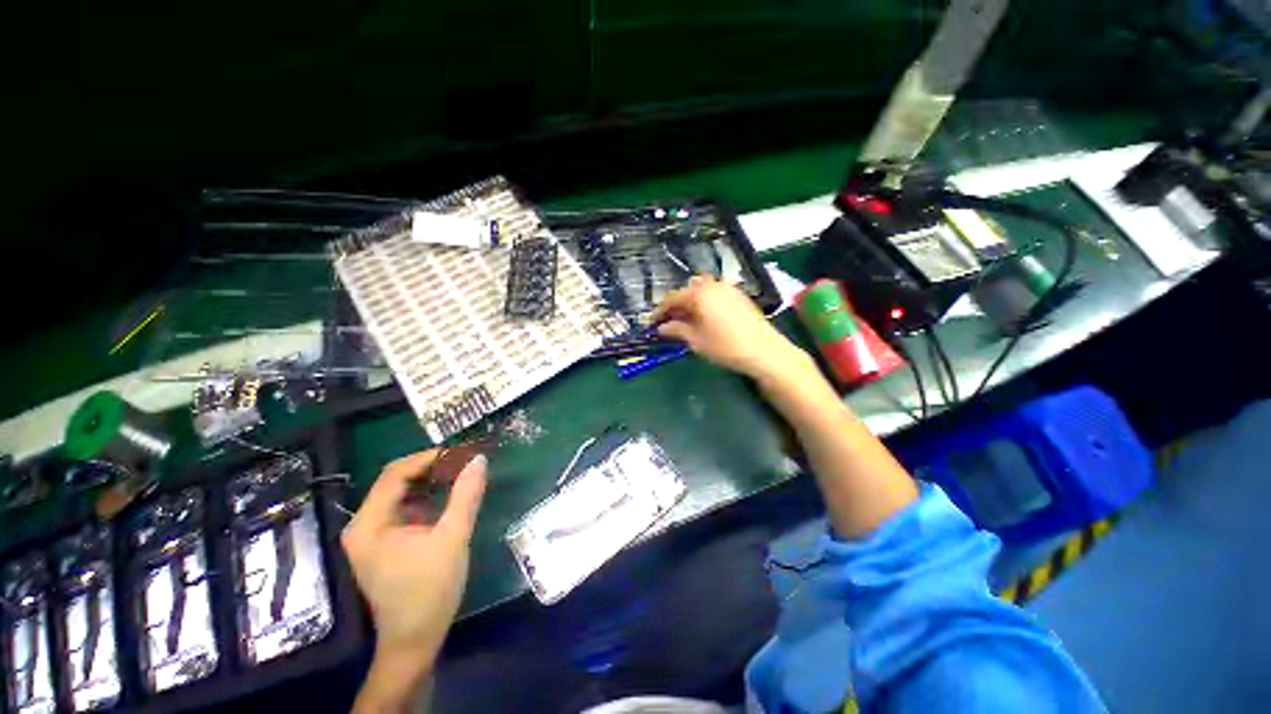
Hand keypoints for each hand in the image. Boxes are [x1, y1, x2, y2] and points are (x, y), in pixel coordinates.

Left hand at [342, 450, 486, 691]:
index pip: (395, 474)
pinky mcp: (382, 543)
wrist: (415, 640)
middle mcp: (362, 525)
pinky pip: (403, 509)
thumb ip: (466, 495)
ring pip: (400, 493)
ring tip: (460, 474)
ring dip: (430, 481)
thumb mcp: (453, 538)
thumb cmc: (430, 590)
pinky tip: (448, 498)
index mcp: (369, 524)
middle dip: (431, 468)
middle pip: (395, 481)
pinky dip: (426, 498)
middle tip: (463, 462)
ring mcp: (370, 536)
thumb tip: (478, 459)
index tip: (461, 452)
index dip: (428, 457)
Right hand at [652, 276, 807, 382]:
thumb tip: (661, 327)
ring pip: (701, 291)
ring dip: (690, 302)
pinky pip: (714, 293)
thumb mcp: (696, 340)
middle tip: (668, 322)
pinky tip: (705, 317)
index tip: (652, 323)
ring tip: (686, 320)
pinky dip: (704, 302)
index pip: (672, 298)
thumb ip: (676, 330)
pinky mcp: (739, 296)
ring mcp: (728, 288)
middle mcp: (713, 285)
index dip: (660, 311)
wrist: (764, 351)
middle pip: (687, 291)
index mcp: (699, 293)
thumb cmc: (725, 346)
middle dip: (675, 306)